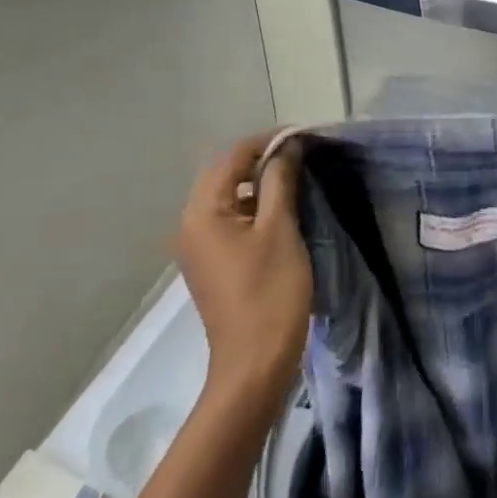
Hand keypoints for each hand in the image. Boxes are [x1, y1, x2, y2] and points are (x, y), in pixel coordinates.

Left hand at [175, 133, 312, 397]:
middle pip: (226, 175)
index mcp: (202, 212)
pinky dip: (256, 209)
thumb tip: (287, 146)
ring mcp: (199, 246)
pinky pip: (231, 221)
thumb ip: (280, 182)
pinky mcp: (213, 263)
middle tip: (304, 156)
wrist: (255, 360)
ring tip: (300, 180)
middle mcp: (191, 224)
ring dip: (261, 185)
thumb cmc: (270, 291)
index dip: (268, 141)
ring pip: (229, 198)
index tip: (305, 137)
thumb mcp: (280, 229)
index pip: (232, 157)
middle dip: (263, 161)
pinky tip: (285, 213)